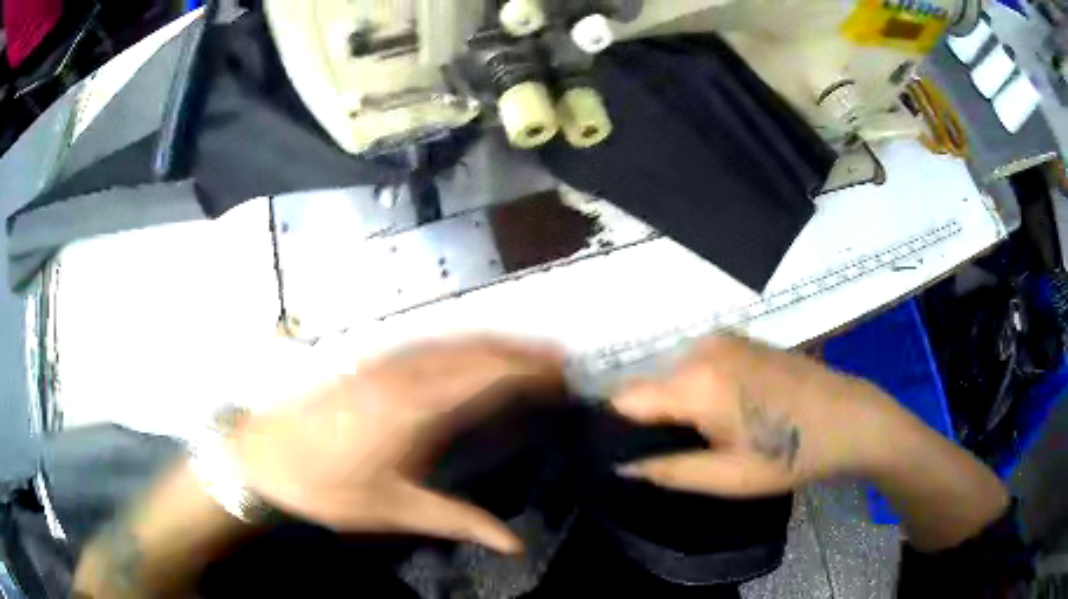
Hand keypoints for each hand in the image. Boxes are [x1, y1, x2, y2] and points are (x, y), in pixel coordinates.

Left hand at [233, 337, 563, 553]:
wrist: (263, 455)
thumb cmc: (327, 486)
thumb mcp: (394, 510)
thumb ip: (458, 521)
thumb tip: (515, 543)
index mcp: (415, 406)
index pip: (487, 374)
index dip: (529, 369)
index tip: (562, 374)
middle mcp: (405, 371)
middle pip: (475, 348)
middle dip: (521, 350)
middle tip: (558, 363)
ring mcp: (384, 359)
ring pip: (453, 338)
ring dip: (494, 342)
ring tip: (528, 355)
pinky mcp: (369, 360)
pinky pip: (429, 341)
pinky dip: (462, 344)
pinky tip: (470, 356)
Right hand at [612, 336, 897, 496]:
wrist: (851, 418)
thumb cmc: (792, 453)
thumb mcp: (729, 477)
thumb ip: (668, 471)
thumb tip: (621, 465)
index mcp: (696, 381)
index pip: (625, 399)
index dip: (618, 430)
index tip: (627, 456)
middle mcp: (703, 349)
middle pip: (650, 387)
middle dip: (652, 421)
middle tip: (676, 456)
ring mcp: (725, 340)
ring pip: (675, 377)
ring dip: (678, 408)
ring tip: (706, 439)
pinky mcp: (742, 341)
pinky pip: (699, 367)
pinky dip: (699, 392)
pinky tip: (729, 415)